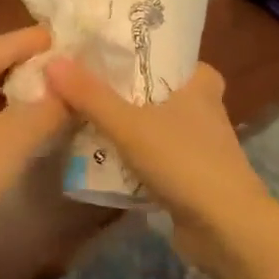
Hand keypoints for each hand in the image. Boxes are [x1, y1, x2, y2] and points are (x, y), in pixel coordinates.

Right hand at [44, 58, 268, 241]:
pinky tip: (99, 155)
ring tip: (80, 114)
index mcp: (198, 82)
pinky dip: (131, 154)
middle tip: (80, 82)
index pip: (165, 52)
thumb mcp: (129, 124)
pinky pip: (153, 154)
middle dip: (120, 89)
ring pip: (152, 123)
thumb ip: (90, 95)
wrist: (226, 228)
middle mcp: (203, 107)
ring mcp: (198, 143)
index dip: (132, 50)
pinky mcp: (190, 174)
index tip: (96, 50)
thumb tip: (52, 61)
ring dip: (124, 123)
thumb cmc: (184, 161)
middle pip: (153, 89)